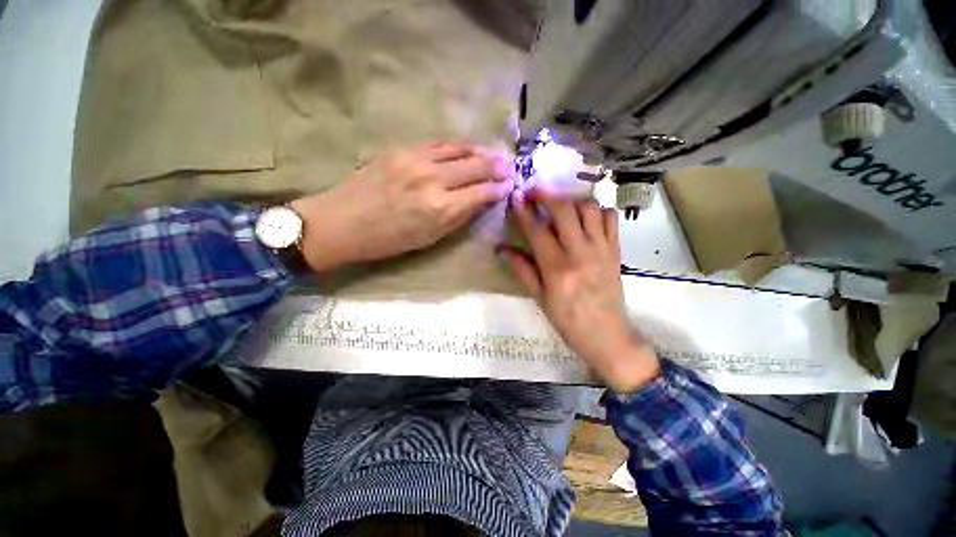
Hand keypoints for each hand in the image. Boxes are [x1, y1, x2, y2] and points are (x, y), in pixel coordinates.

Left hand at [290, 141, 513, 270]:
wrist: (342, 222)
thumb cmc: (388, 240)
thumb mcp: (429, 238)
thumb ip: (458, 217)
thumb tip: (480, 201)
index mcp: (440, 208)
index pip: (480, 193)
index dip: (498, 189)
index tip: (510, 186)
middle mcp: (432, 180)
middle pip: (474, 167)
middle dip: (496, 166)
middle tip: (510, 165)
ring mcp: (415, 160)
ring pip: (458, 149)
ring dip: (480, 151)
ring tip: (494, 153)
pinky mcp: (401, 149)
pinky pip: (438, 143)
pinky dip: (457, 145)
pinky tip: (466, 147)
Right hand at [499, 188, 660, 392]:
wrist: (607, 335)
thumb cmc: (567, 320)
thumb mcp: (539, 298)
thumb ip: (521, 269)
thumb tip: (502, 249)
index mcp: (557, 268)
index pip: (537, 230)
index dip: (524, 211)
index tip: (516, 197)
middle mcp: (581, 252)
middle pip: (564, 210)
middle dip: (546, 195)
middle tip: (534, 192)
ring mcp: (602, 249)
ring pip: (589, 208)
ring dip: (571, 200)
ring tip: (559, 204)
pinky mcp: (616, 250)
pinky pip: (610, 218)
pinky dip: (596, 210)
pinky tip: (585, 216)